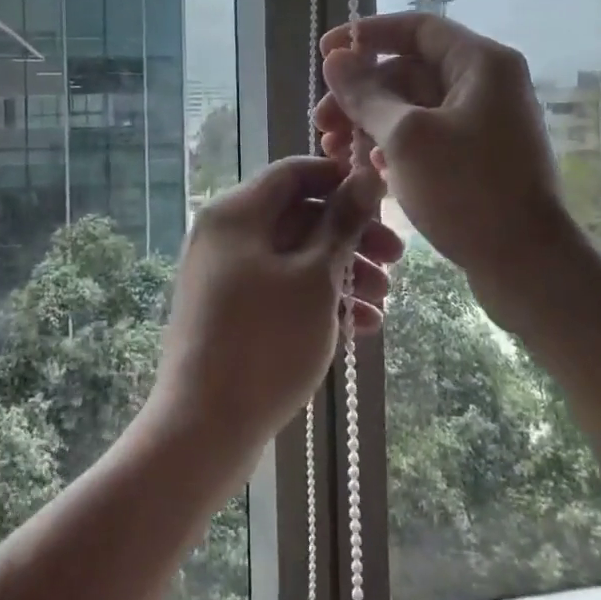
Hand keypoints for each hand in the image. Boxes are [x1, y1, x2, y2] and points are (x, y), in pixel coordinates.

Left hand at [147, 157, 401, 469]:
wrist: (204, 427)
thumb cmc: (265, 342)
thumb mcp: (315, 277)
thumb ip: (342, 223)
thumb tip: (366, 176)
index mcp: (236, 213)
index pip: (293, 172)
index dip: (341, 180)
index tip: (383, 201)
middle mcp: (225, 235)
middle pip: (297, 216)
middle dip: (351, 237)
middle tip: (396, 260)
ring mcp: (224, 275)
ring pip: (293, 257)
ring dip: (342, 273)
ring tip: (384, 303)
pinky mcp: (229, 312)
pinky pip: (280, 289)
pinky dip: (318, 300)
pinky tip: (360, 328)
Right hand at [316, 13, 572, 320]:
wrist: (526, 264)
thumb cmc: (467, 190)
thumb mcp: (406, 138)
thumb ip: (366, 94)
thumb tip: (336, 59)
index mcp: (481, 64)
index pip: (417, 28)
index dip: (367, 35)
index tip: (325, 54)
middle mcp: (486, 85)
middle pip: (410, 71)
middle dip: (361, 94)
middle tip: (321, 122)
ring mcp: (483, 124)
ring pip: (414, 109)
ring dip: (370, 124)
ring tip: (333, 151)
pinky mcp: (477, 160)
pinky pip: (427, 139)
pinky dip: (394, 148)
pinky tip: (366, 170)